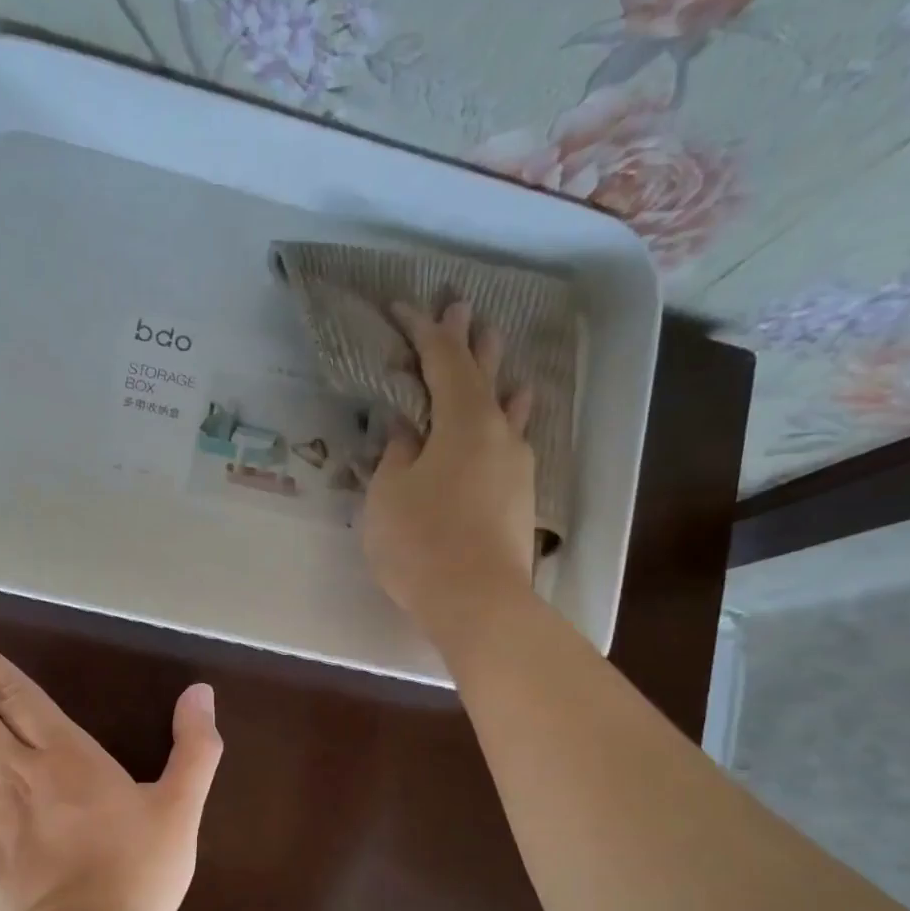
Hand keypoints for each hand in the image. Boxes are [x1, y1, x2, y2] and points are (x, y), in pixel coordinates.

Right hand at [363, 298, 539, 640]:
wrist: (477, 602)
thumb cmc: (421, 542)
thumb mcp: (390, 494)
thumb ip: (397, 453)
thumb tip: (406, 428)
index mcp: (463, 420)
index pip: (443, 360)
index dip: (422, 331)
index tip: (402, 308)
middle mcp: (499, 432)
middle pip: (484, 374)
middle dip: (469, 341)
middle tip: (465, 309)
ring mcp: (516, 465)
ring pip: (507, 407)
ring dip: (497, 377)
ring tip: (498, 355)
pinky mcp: (519, 497)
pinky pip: (512, 441)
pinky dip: (505, 419)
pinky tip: (511, 418)